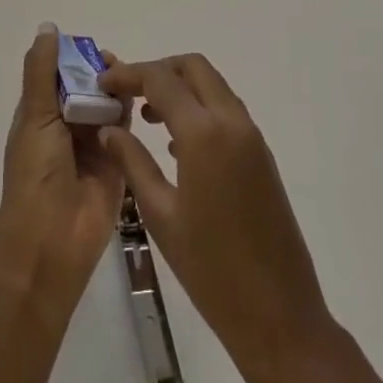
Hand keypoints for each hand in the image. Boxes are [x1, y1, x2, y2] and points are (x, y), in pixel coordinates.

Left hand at [0, 26, 125, 317]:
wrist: (52, 242)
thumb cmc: (35, 174)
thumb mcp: (34, 116)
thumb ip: (42, 72)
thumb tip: (48, 27)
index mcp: (42, 114)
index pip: (60, 73)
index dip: (75, 57)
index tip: (94, 48)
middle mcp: (67, 125)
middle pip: (88, 86)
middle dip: (101, 72)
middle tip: (117, 64)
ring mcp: (94, 143)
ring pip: (109, 103)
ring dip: (117, 90)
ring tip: (132, 79)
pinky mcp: (118, 160)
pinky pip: (126, 128)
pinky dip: (131, 112)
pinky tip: (143, 99)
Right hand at [98, 54, 330, 367]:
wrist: (279, 315)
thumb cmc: (211, 269)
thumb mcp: (160, 215)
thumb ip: (132, 162)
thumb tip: (109, 129)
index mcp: (204, 133)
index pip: (160, 79)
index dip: (129, 74)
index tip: (103, 84)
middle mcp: (232, 121)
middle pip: (192, 67)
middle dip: (158, 71)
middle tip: (128, 94)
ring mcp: (251, 136)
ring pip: (212, 86)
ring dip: (180, 88)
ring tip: (146, 118)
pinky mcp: (261, 154)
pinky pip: (225, 110)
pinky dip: (199, 108)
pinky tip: (175, 145)